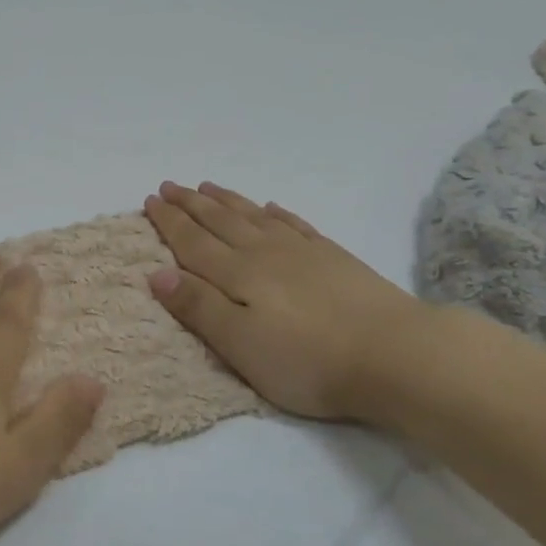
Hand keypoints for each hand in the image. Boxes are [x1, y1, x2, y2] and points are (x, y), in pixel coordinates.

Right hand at [143, 181, 432, 423]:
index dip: (170, 222)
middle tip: (171, 185)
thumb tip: (156, 272)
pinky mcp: (334, 258)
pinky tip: (271, 207)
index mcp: (237, 274)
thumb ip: (198, 307)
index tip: (151, 200)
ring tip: (207, 186)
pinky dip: (276, 213)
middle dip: (191, 203)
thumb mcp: (239, 344)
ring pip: (254, 216)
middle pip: (220, 221)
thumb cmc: (306, 360)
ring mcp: (303, 252)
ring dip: (227, 201)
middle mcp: (264, 253)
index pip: (193, 242)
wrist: (395, 354)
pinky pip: (295, 225)